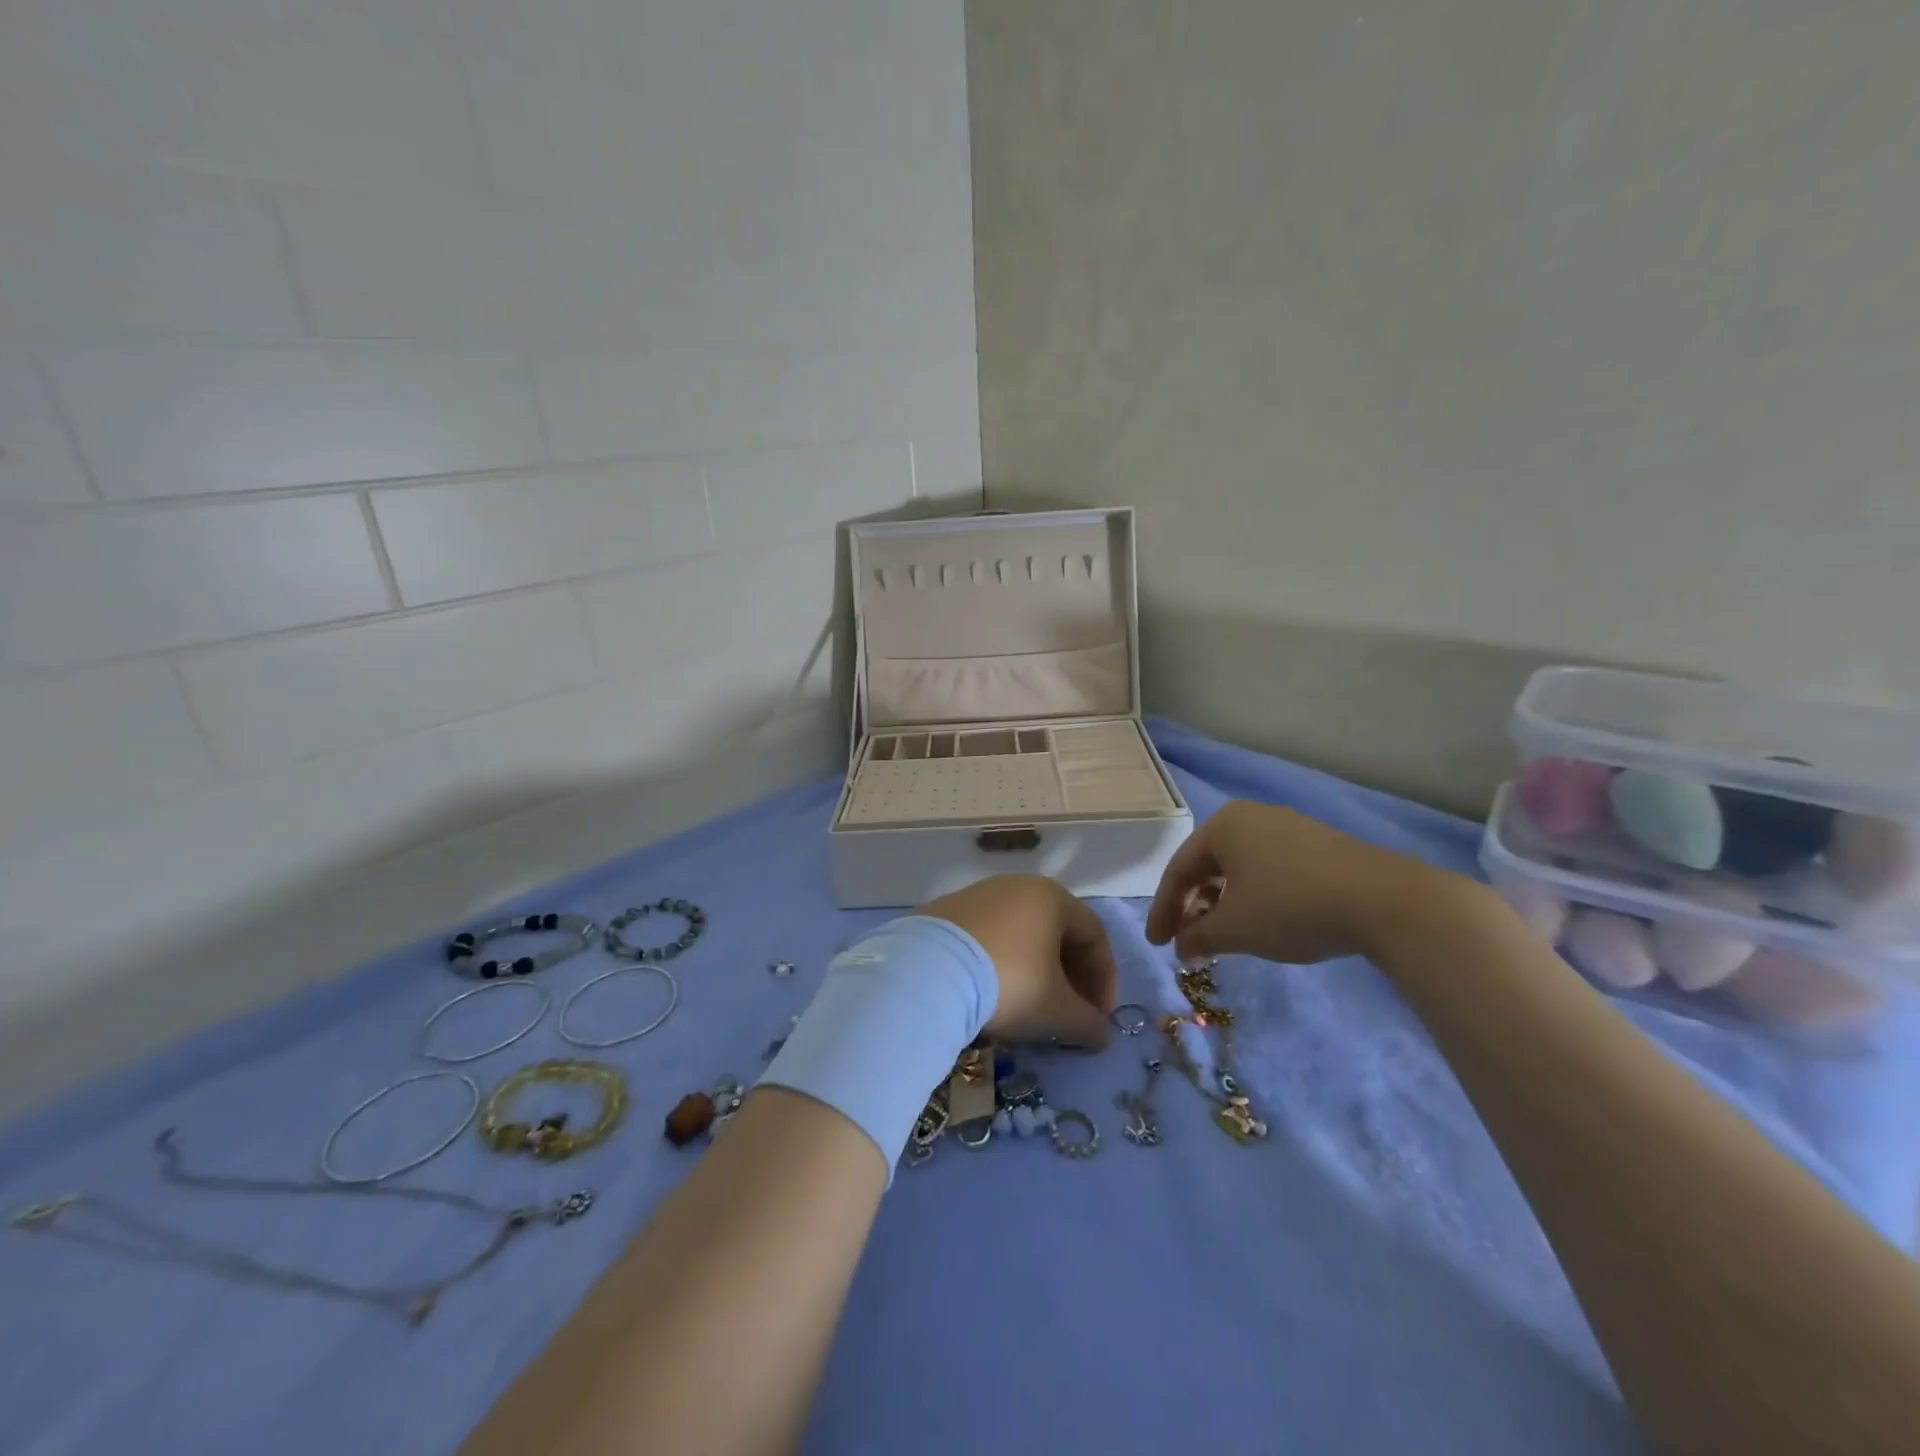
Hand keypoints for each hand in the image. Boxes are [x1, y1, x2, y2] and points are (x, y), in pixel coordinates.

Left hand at [919, 875, 1117, 1048]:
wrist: (928, 971)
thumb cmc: (1009, 981)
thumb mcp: (1057, 1011)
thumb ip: (1088, 1023)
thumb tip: (1101, 1034)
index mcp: (1052, 897)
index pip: (1094, 935)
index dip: (1105, 979)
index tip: (1099, 1018)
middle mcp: (1018, 886)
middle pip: (1057, 931)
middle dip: (1070, 976)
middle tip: (1070, 1013)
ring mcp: (979, 895)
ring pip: (1021, 933)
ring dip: (1035, 970)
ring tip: (1030, 1007)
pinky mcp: (947, 911)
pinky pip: (988, 937)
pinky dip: (1001, 962)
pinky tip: (991, 993)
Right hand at [1145, 800, 1453, 964]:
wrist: (1384, 900)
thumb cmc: (1290, 906)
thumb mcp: (1234, 928)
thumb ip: (1198, 937)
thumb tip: (1182, 947)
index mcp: (1222, 825)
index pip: (1178, 870)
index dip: (1163, 910)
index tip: (1156, 944)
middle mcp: (1251, 817)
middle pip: (1207, 865)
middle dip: (1192, 906)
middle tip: (1186, 941)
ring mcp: (1289, 828)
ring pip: (1239, 867)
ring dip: (1222, 903)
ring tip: (1222, 936)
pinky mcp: (1319, 845)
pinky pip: (1268, 869)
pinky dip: (1253, 896)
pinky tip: (1261, 921)